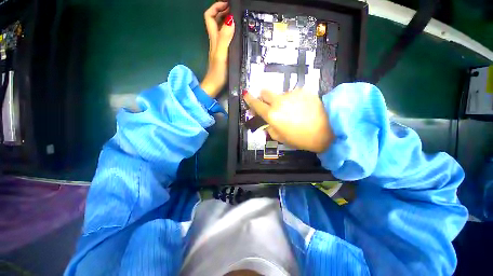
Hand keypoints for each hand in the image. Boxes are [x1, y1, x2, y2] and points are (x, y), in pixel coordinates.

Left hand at [200, 1, 234, 97]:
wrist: (214, 86)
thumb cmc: (218, 72)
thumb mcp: (221, 54)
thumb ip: (225, 38)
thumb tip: (230, 19)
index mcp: (214, 39)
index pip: (209, 16)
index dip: (216, 7)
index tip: (227, 4)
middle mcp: (215, 41)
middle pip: (214, 21)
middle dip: (222, 11)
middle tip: (234, 10)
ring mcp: (218, 48)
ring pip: (220, 30)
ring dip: (226, 21)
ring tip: (237, 19)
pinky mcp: (222, 55)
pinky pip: (225, 39)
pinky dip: (229, 33)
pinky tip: (236, 35)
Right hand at [243, 89, 333, 152]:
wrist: (328, 130)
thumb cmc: (301, 138)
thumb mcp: (281, 138)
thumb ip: (270, 129)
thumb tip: (267, 123)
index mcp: (272, 115)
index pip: (256, 104)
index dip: (249, 99)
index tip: (246, 95)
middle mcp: (279, 101)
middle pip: (265, 92)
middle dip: (264, 97)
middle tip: (270, 104)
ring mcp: (292, 94)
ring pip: (281, 94)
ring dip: (282, 101)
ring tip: (294, 111)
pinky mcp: (303, 90)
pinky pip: (294, 94)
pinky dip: (294, 100)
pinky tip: (303, 108)